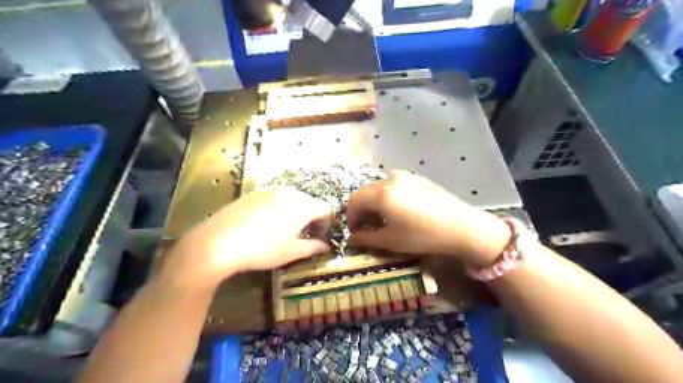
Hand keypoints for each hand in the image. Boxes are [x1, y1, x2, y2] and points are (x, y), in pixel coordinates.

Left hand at [160, 189, 330, 290]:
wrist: (218, 242)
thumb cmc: (263, 249)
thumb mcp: (292, 252)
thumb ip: (313, 247)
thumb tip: (327, 246)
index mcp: (303, 206)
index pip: (326, 209)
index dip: (326, 224)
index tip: (318, 238)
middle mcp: (289, 193)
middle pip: (309, 202)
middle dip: (311, 218)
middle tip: (302, 236)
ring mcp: (269, 190)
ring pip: (291, 199)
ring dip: (294, 213)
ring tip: (283, 231)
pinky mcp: (253, 193)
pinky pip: (274, 198)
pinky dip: (278, 209)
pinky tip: (264, 225)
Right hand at [349, 170, 509, 265]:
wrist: (461, 226)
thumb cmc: (422, 235)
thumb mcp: (391, 240)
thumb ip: (366, 238)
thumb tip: (351, 238)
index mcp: (381, 193)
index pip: (354, 200)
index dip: (350, 216)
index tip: (354, 231)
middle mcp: (390, 179)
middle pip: (366, 192)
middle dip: (362, 209)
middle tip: (367, 227)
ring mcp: (406, 176)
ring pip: (380, 187)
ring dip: (375, 202)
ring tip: (384, 219)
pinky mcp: (418, 178)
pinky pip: (395, 185)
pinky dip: (389, 196)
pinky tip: (400, 210)